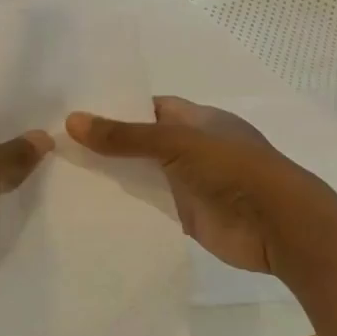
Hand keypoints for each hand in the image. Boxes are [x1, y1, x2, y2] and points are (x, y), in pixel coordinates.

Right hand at [67, 96, 311, 272]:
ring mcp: (188, 184)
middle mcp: (191, 149)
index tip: (75, 112)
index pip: (149, 108)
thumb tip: (72, 120)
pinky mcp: (184, 217)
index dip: (116, 107)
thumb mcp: (177, 143)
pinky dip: (124, 207)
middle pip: (141, 143)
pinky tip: (87, 207)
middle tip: (56, 145)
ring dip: (112, 177)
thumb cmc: (234, 169)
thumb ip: (126, 136)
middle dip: (107, 144)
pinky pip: (148, 208)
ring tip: (61, 174)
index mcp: (197, 120)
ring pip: (142, 176)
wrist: (280, 227)